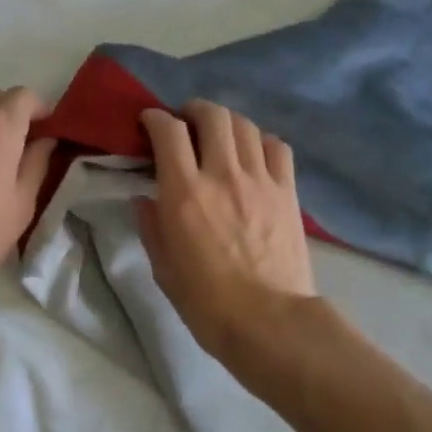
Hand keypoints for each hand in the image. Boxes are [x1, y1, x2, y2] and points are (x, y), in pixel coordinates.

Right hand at [138, 100, 315, 359]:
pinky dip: (261, 141)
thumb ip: (150, 225)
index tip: (149, 123)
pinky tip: (254, 154)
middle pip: (212, 115)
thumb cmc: (206, 301)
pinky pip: (277, 147)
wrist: (269, 322)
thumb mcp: (162, 266)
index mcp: (184, 192)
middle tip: (185, 122)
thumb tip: (144, 198)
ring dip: (226, 122)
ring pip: (245, 125)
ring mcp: (260, 180)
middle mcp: (222, 174)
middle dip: (193, 110)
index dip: (155, 118)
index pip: (168, 131)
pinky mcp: (287, 191)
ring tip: (219, 135)